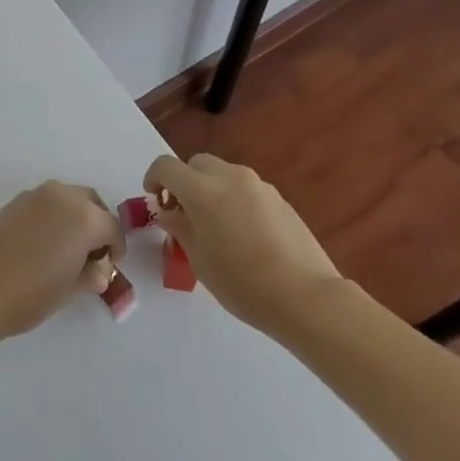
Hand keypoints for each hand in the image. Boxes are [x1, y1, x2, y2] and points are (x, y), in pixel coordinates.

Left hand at [0, 181, 124, 339]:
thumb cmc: (29, 294)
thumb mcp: (69, 290)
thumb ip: (90, 275)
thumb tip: (99, 271)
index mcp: (85, 217)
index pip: (113, 228)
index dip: (116, 248)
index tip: (110, 266)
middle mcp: (63, 196)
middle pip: (92, 204)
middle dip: (97, 225)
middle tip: (92, 254)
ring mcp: (35, 195)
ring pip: (67, 199)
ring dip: (74, 217)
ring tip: (66, 249)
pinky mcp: (13, 201)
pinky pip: (45, 203)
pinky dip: (52, 216)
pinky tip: (42, 244)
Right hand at [144, 154, 341, 332]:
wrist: (306, 296)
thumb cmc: (242, 283)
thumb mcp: (199, 260)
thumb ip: (180, 228)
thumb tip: (168, 213)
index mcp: (203, 191)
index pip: (166, 166)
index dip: (153, 179)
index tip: (155, 202)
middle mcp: (231, 177)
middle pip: (196, 164)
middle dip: (183, 182)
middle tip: (183, 215)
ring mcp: (259, 185)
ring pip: (223, 174)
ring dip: (210, 189)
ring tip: (214, 227)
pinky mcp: (279, 198)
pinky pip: (245, 188)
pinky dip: (233, 199)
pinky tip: (243, 234)